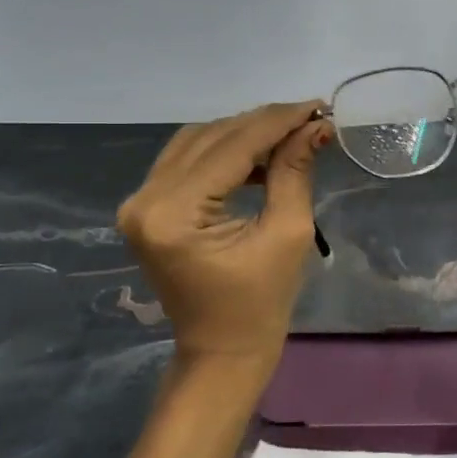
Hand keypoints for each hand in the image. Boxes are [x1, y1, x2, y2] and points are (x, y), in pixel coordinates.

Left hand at [116, 101, 331, 374]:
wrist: (221, 351)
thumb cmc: (261, 303)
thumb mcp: (287, 234)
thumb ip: (294, 171)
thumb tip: (316, 125)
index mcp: (174, 214)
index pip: (231, 147)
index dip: (277, 122)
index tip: (317, 106)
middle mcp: (144, 200)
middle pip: (210, 138)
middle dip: (263, 124)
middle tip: (310, 117)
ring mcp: (139, 203)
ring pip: (196, 142)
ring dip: (243, 133)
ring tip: (289, 135)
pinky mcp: (146, 207)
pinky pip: (186, 160)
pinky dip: (223, 151)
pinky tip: (259, 157)